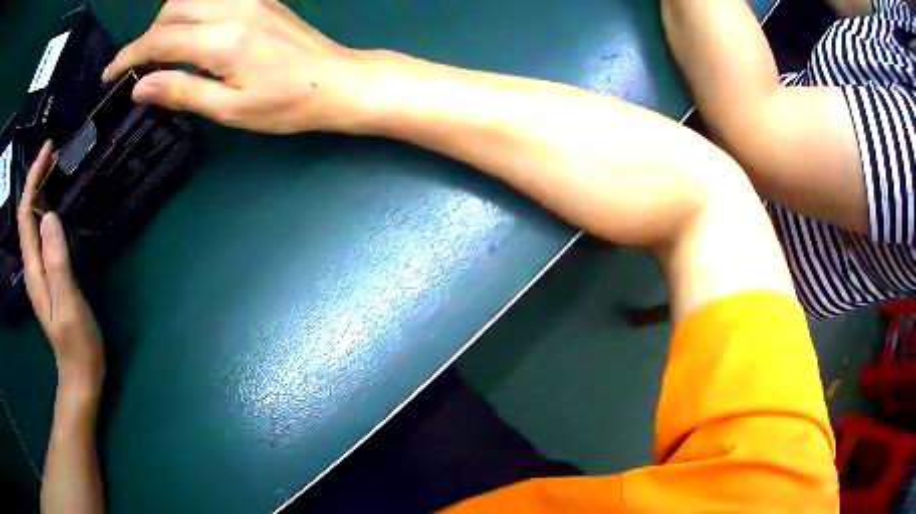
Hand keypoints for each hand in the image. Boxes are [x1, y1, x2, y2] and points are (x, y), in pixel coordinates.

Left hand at [17, 143, 103, 390]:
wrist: (80, 373)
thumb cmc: (77, 342)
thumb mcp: (68, 304)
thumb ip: (57, 262)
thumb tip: (49, 215)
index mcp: (33, 269)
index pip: (26, 214)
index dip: (33, 179)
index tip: (48, 150)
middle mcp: (31, 265)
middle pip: (26, 214)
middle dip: (36, 178)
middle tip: (54, 152)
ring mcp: (39, 270)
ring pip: (32, 222)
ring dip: (40, 191)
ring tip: (55, 168)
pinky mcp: (47, 273)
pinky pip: (41, 233)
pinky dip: (45, 209)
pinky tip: (55, 202)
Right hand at [102, 0, 370, 133]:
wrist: (337, 80)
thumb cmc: (286, 103)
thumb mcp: (229, 109)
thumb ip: (182, 92)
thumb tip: (141, 87)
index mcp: (222, 41)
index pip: (159, 41)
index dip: (128, 57)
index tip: (109, 74)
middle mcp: (233, 8)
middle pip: (171, 10)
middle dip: (147, 39)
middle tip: (141, 69)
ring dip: (167, 20)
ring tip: (163, 51)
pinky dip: (191, 9)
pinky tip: (190, 30)